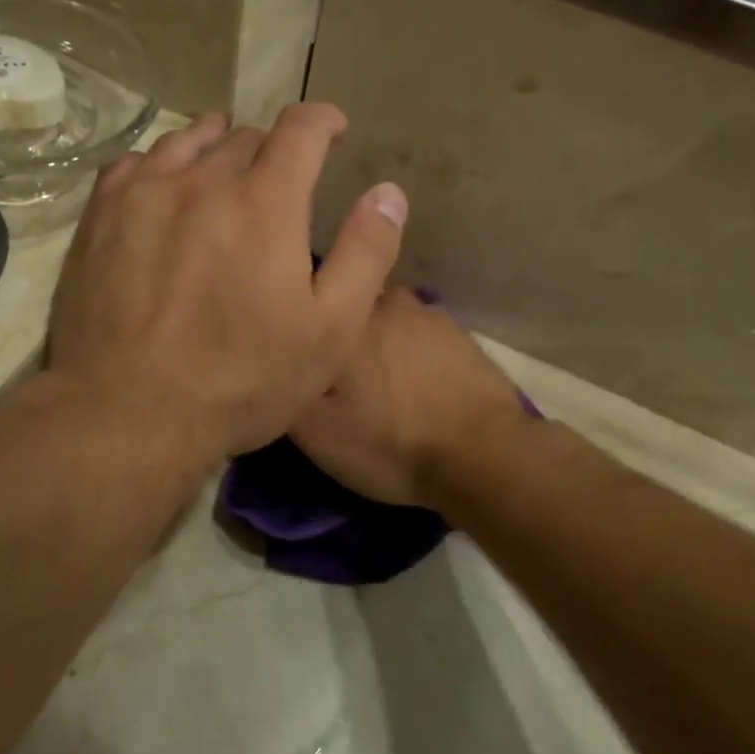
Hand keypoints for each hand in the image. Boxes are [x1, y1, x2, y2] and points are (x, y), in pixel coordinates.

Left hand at [47, 106, 408, 464]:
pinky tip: (162, 187)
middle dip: (271, 150)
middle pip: (244, 137)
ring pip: (186, 142)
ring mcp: (142, 194)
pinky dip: (160, 165)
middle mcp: (202, 180)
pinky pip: (134, 164)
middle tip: (277, 182)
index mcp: (265, 202)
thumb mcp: (330, 332)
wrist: (128, 412)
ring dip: (214, 148)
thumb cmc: (241, 381)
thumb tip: (388, 192)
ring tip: (223, 168)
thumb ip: (366, 254)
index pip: (301, 129)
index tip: (333, 132)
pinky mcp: (98, 217)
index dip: (324, 122)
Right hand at [291, 287, 529, 508]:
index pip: (309, 298)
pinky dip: (412, 351)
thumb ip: (285, 385)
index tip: (296, 348)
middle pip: (347, 306)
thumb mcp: (315, 432)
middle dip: (339, 330)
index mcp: (343, 319)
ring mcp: (427, 313)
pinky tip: (417, 382)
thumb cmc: (389, 443)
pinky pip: (420, 333)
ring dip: (379, 340)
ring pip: (386, 318)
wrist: (482, 455)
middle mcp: (384, 301)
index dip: (300, 323)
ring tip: (380, 380)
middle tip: (339, 373)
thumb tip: (272, 359)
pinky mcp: (459, 332)